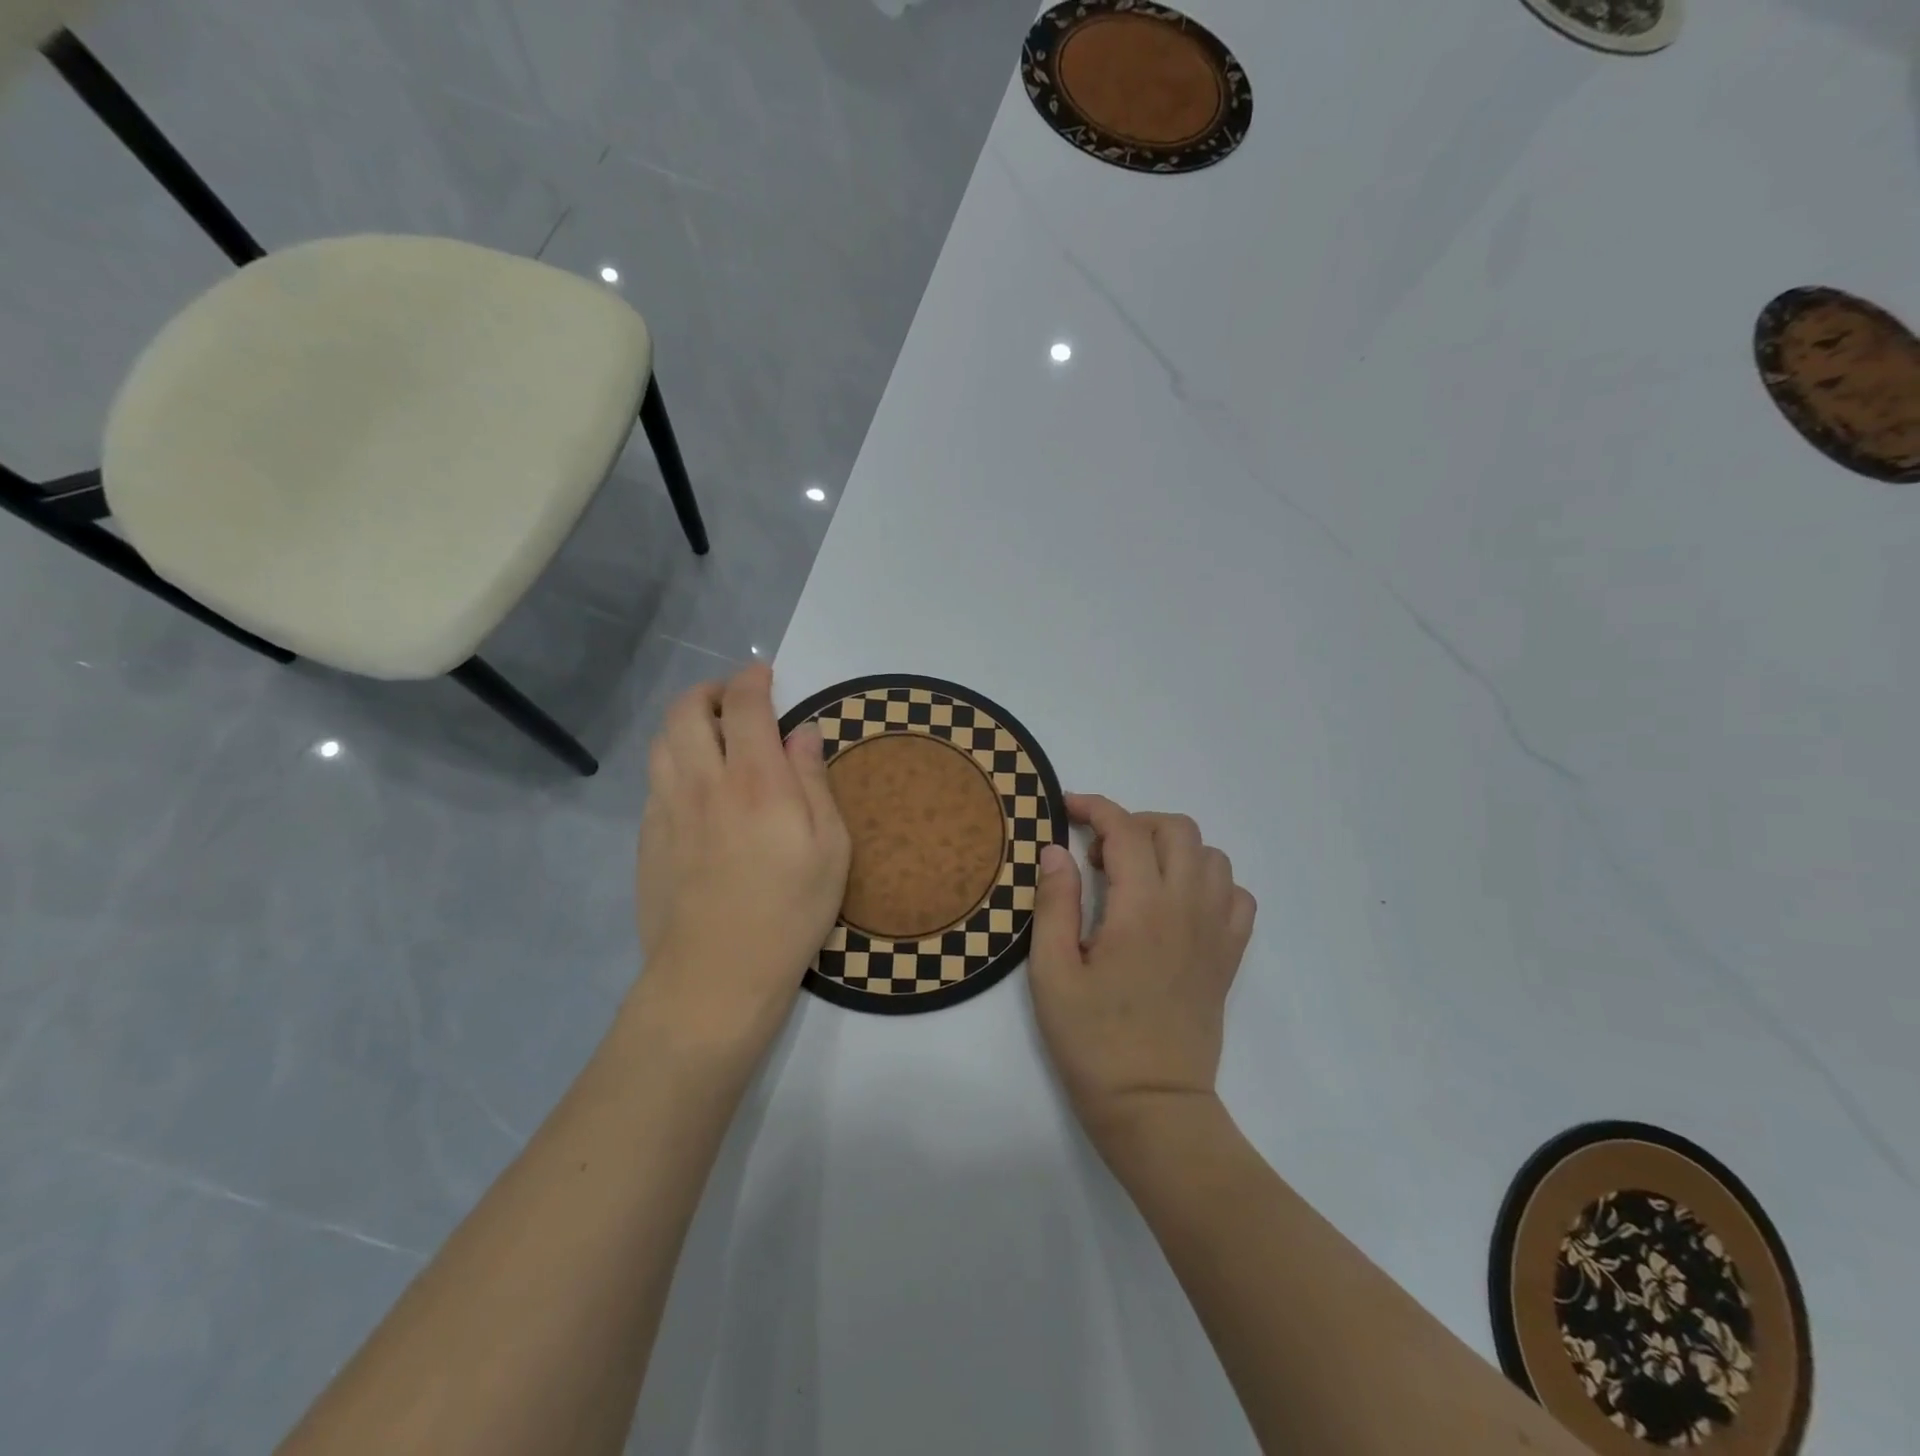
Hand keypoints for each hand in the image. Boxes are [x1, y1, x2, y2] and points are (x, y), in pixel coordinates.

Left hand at [634, 663, 850, 1047]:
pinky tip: (696, 788)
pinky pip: (655, 780)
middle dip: (710, 691)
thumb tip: (802, 732)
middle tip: (734, 701)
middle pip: (686, 710)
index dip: (752, 680)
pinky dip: (674, 763)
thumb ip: (814, 781)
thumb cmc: (790, 911)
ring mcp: (667, 809)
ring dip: (685, 724)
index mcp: (756, 780)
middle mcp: (703, 782)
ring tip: (712, 738)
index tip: (764, 674)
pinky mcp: (647, 837)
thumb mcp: (830, 847)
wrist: (716, 975)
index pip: (745, 706)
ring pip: (662, 741)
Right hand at [1028, 794, 1256, 1150]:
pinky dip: (1208, 882)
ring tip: (1137, 877)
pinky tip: (1178, 904)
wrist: (1153, 1106)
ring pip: (1211, 855)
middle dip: (1134, 823)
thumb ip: (1054, 902)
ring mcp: (1216, 931)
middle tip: (1099, 855)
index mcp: (1142, 908)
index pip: (1125, 829)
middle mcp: (1188, 907)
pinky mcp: (1229, 956)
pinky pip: (1236, 895)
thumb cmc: (1093, 1041)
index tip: (1067, 809)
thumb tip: (1056, 850)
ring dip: (1171, 849)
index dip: (1095, 808)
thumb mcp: (1052, 971)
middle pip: (1176, 829)